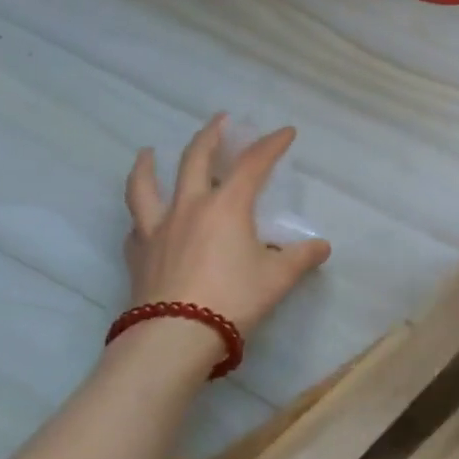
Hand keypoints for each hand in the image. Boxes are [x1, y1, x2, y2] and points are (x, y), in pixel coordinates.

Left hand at [123, 116, 331, 340]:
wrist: (174, 337)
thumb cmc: (232, 300)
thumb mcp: (277, 279)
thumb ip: (300, 259)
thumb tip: (322, 247)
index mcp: (228, 206)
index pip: (253, 163)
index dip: (271, 144)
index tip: (285, 132)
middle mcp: (190, 207)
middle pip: (196, 158)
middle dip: (211, 135)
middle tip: (221, 120)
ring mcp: (158, 229)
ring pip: (146, 186)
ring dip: (148, 165)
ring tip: (147, 152)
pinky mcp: (138, 254)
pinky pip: (136, 225)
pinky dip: (141, 215)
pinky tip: (143, 218)